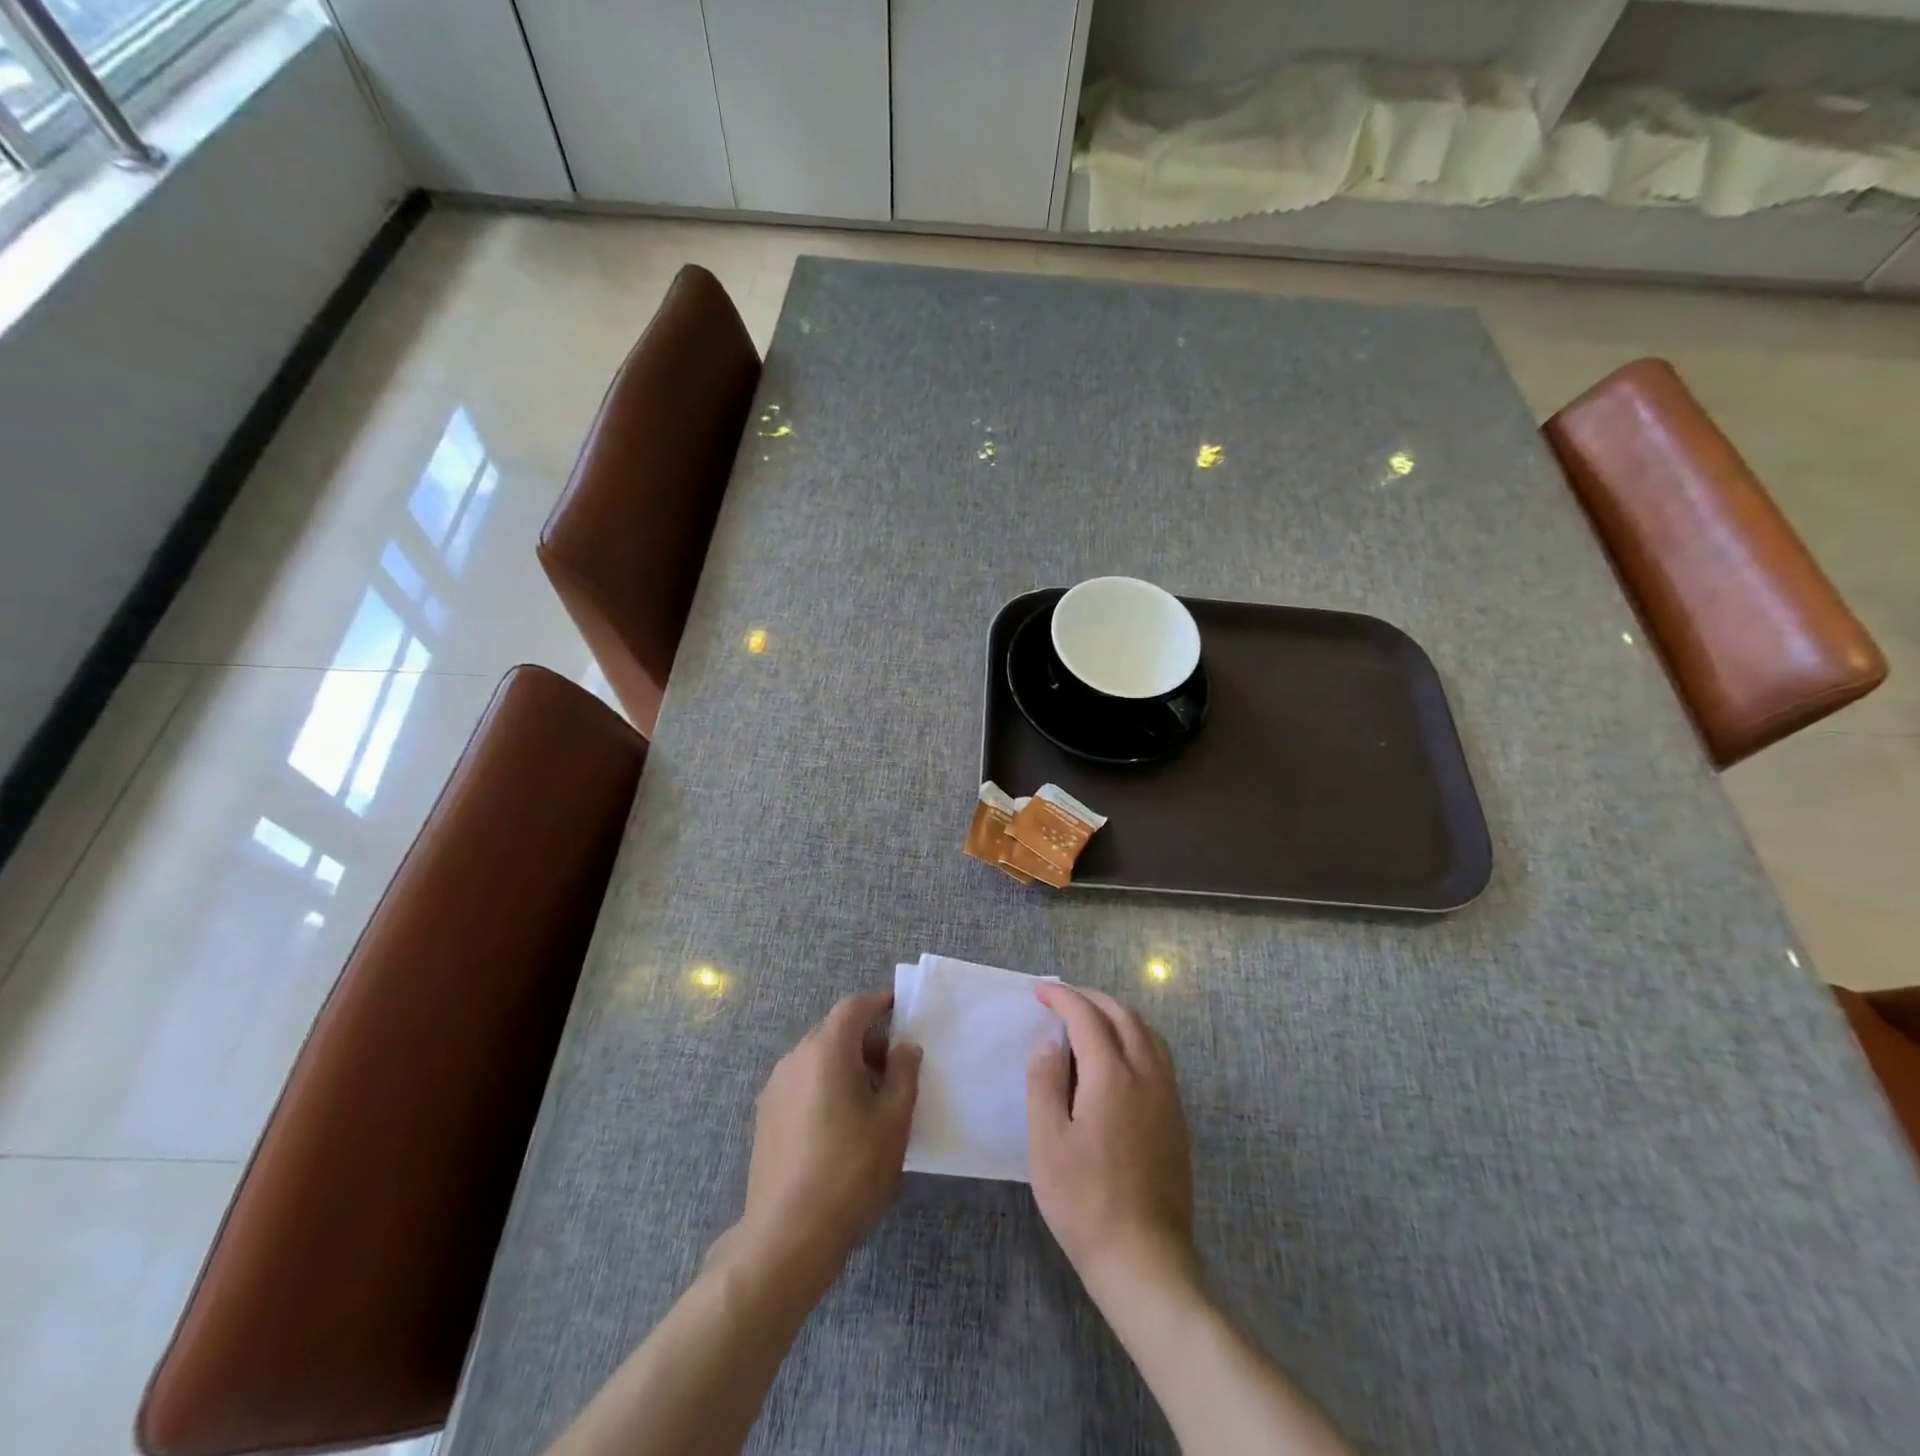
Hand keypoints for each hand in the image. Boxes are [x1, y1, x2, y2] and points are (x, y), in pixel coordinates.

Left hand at [721, 990, 921, 1284]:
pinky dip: (824, 1086)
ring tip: (871, 1102)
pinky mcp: (765, 1118)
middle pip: (833, 1032)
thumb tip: (904, 1045)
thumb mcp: (893, 1121)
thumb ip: (903, 1073)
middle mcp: (795, 1059)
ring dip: (845, 1066)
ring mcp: (775, 1089)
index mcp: (827, 1051)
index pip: (853, 1008)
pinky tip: (840, 1125)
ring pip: (816, 1060)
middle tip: (894, 1068)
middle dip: (865, 1041)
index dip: (878, 1003)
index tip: (900, 1010)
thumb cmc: (851, 1171)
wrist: (787, 1236)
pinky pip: (801, 1084)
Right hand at [1027, 984, 1196, 1299]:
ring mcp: (1168, 1096)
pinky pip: (1159, 1056)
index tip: (1040, 992)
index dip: (1063, 997)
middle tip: (1062, 1000)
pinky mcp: (1177, 1118)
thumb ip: (1045, 1083)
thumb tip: (1051, 1043)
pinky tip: (1118, 1058)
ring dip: (1117, 1015)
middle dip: (1092, 999)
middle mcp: (1146, 1075)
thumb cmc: (1085, 1202)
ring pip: (1147, 1033)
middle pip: (1123, 1016)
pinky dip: (1136, 1037)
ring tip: (1090, 1020)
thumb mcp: (1047, 1143)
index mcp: (1112, 1075)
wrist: (1145, 1260)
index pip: (1087, 1016)